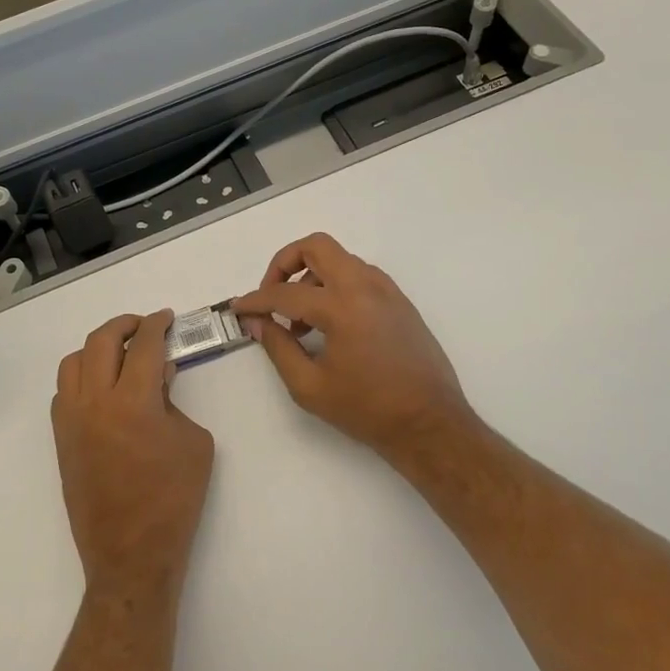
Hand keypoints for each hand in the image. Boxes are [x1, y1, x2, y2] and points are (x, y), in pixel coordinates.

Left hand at [52, 311, 215, 599]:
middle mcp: (95, 402)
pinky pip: (64, 392)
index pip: (143, 345)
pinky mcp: (62, 439)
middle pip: (101, 341)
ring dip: (97, 348)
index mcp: (133, 401)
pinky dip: (81, 377)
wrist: (131, 554)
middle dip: (124, 324)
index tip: (165, 317)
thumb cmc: (174, 499)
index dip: (156, 324)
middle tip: (144, 326)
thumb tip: (158, 376)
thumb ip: (174, 401)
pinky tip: (102, 387)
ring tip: (119, 352)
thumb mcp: (194, 442)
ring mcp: (72, 421)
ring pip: (73, 362)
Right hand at [233, 233, 478, 461]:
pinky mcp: (399, 301)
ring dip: (311, 277)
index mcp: (342, 307)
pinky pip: (359, 275)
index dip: (256, 300)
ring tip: (301, 321)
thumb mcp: (310, 386)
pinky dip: (336, 286)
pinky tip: (329, 324)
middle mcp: (365, 286)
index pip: (285, 293)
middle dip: (285, 263)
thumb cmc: (367, 409)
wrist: (430, 423)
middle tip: (272, 296)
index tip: (239, 309)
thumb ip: (278, 347)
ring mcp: (386, 290)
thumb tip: (257, 322)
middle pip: (316, 246)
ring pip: (339, 259)